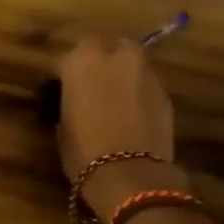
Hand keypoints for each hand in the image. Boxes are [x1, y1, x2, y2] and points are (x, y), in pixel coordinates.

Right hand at [55, 39, 187, 218]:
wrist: (131, 174)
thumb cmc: (84, 151)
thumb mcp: (63, 126)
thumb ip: (70, 103)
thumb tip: (74, 102)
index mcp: (82, 61)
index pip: (65, 59)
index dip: (62, 75)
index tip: (58, 91)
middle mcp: (116, 57)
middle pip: (107, 49)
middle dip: (99, 62)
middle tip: (90, 87)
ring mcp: (145, 73)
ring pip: (130, 64)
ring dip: (121, 76)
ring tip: (112, 100)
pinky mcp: (166, 93)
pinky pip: (145, 85)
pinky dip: (137, 93)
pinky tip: (130, 114)